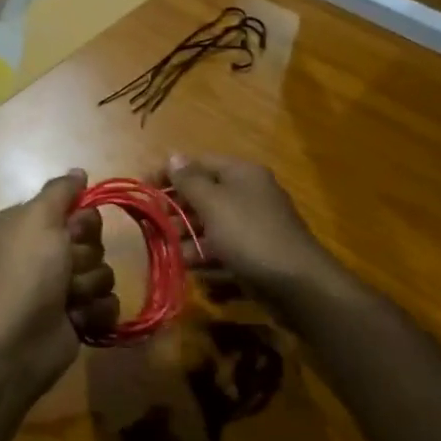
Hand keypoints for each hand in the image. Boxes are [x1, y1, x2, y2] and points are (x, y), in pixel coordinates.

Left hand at [0, 170, 118, 393]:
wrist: (16, 339)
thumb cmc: (26, 271)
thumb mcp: (37, 218)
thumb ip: (60, 191)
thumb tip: (79, 172)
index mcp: (32, 227)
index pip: (79, 211)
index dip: (82, 222)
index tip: (71, 231)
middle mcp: (46, 255)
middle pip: (94, 242)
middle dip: (84, 257)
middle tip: (65, 269)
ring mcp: (62, 289)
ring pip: (104, 274)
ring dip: (88, 287)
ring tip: (67, 300)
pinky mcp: (78, 319)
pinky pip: (108, 305)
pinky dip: (94, 313)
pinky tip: (76, 320)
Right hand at [161, 154, 338, 308]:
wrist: (297, 284)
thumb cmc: (249, 234)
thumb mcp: (214, 203)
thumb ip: (190, 181)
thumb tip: (174, 156)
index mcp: (242, 174)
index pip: (199, 164)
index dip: (169, 173)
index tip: (143, 187)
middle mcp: (250, 194)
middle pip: (205, 195)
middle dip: (176, 209)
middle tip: (151, 223)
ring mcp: (254, 226)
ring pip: (212, 225)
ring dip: (187, 236)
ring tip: (165, 249)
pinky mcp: (256, 254)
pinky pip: (224, 249)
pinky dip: (206, 256)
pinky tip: (190, 269)